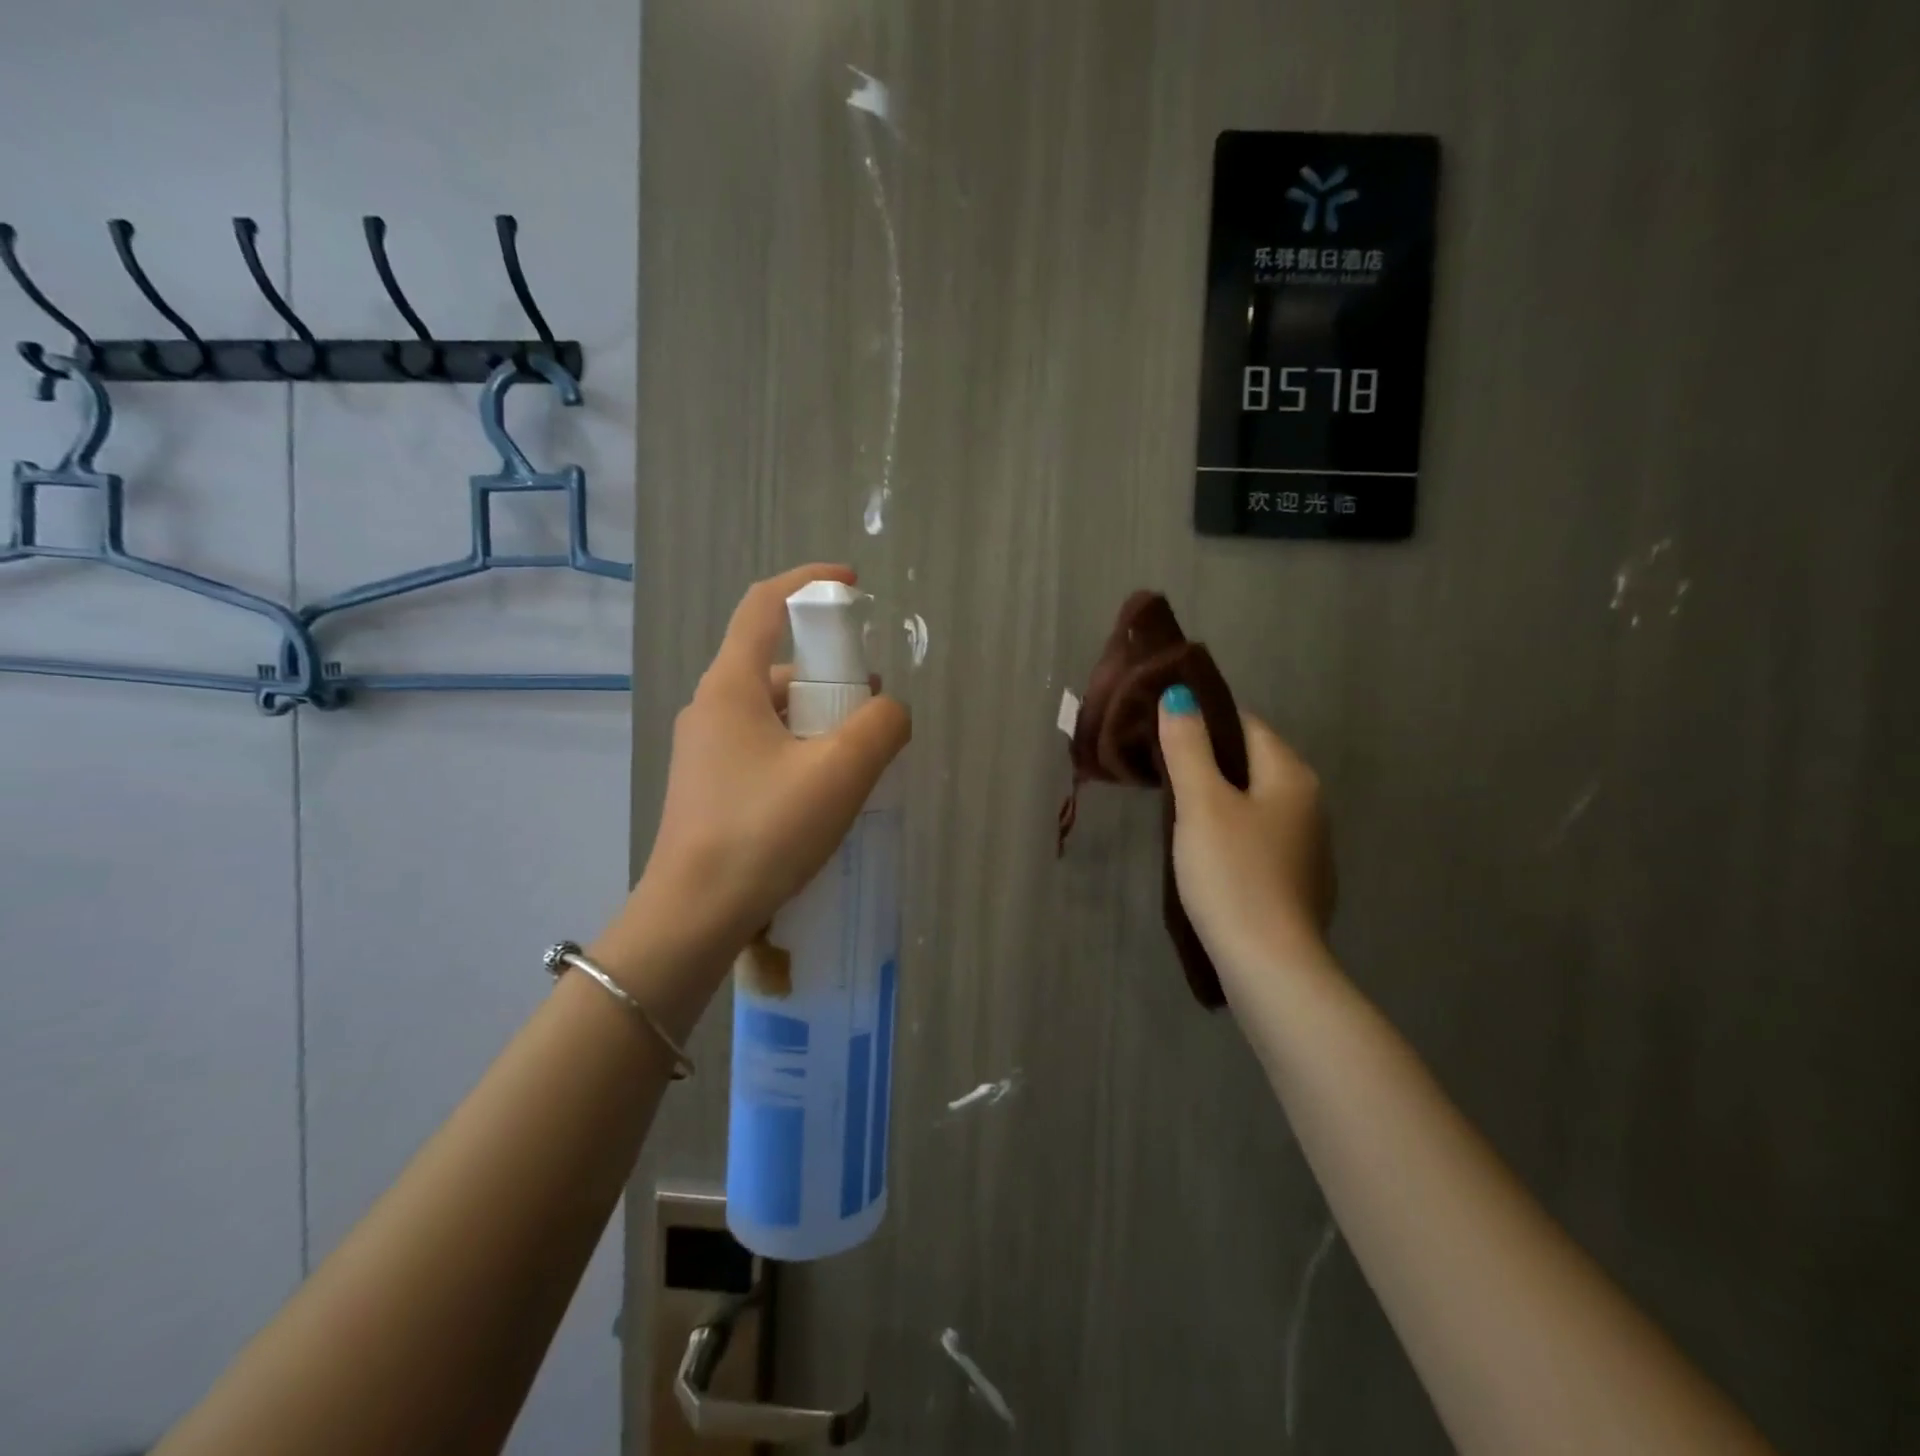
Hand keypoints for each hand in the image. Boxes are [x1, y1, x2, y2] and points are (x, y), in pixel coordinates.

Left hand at [603, 565, 910, 995]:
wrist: (693, 917)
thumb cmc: (763, 832)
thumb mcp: (839, 773)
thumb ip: (880, 727)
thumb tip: (889, 711)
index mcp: (730, 687)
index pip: (763, 606)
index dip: (807, 584)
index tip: (851, 586)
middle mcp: (710, 708)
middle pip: (776, 665)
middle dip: (830, 675)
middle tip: (872, 710)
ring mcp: (704, 750)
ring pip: (773, 711)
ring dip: (818, 720)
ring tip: (857, 760)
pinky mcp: (709, 786)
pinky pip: (764, 746)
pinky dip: (801, 751)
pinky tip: (825, 791)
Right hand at [1158, 691, 1334, 981]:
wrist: (1270, 963)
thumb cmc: (1233, 873)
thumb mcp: (1202, 804)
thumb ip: (1188, 747)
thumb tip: (1180, 695)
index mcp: (1291, 775)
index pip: (1247, 725)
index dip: (1205, 720)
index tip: (1165, 731)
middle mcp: (1310, 803)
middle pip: (1253, 763)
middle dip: (1210, 760)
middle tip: (1162, 772)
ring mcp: (1308, 846)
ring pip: (1257, 802)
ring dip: (1220, 798)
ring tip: (1177, 811)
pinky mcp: (1299, 881)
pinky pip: (1260, 837)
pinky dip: (1234, 832)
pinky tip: (1208, 854)